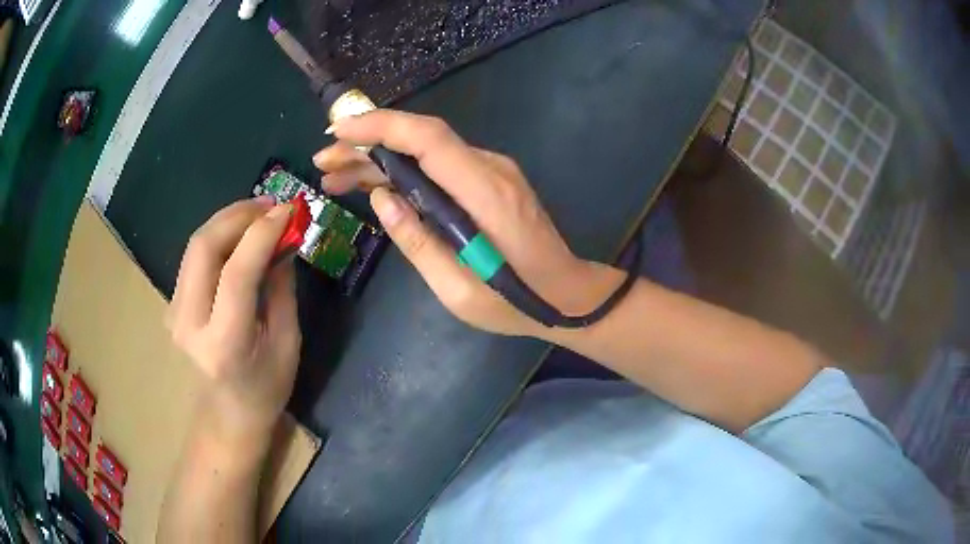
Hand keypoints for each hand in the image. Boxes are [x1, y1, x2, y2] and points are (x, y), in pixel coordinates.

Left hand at [167, 198, 300, 436]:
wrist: (227, 415)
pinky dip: (219, 236)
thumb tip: (283, 240)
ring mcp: (175, 312)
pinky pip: (194, 257)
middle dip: (238, 215)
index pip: (237, 273)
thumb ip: (281, 288)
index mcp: (224, 343)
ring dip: (227, 220)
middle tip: (270, 204)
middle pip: (204, 247)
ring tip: (259, 212)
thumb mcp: (287, 342)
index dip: (262, 234)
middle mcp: (190, 324)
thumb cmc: (266, 388)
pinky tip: (240, 234)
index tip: (289, 210)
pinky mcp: (173, 304)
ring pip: (195, 246)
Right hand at [313, 109, 619, 336]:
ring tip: (335, 177)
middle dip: (367, 144)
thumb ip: (416, 241)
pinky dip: (402, 170)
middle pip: (421, 139)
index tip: (337, 131)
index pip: (428, 139)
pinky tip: (373, 184)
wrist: (566, 294)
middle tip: (323, 164)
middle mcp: (490, 169)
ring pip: (426, 151)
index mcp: (485, 194)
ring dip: (379, 159)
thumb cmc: (515, 302)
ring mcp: (492, 171)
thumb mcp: (456, 290)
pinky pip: (439, 165)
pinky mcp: (489, 181)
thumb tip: (380, 197)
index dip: (380, 127)